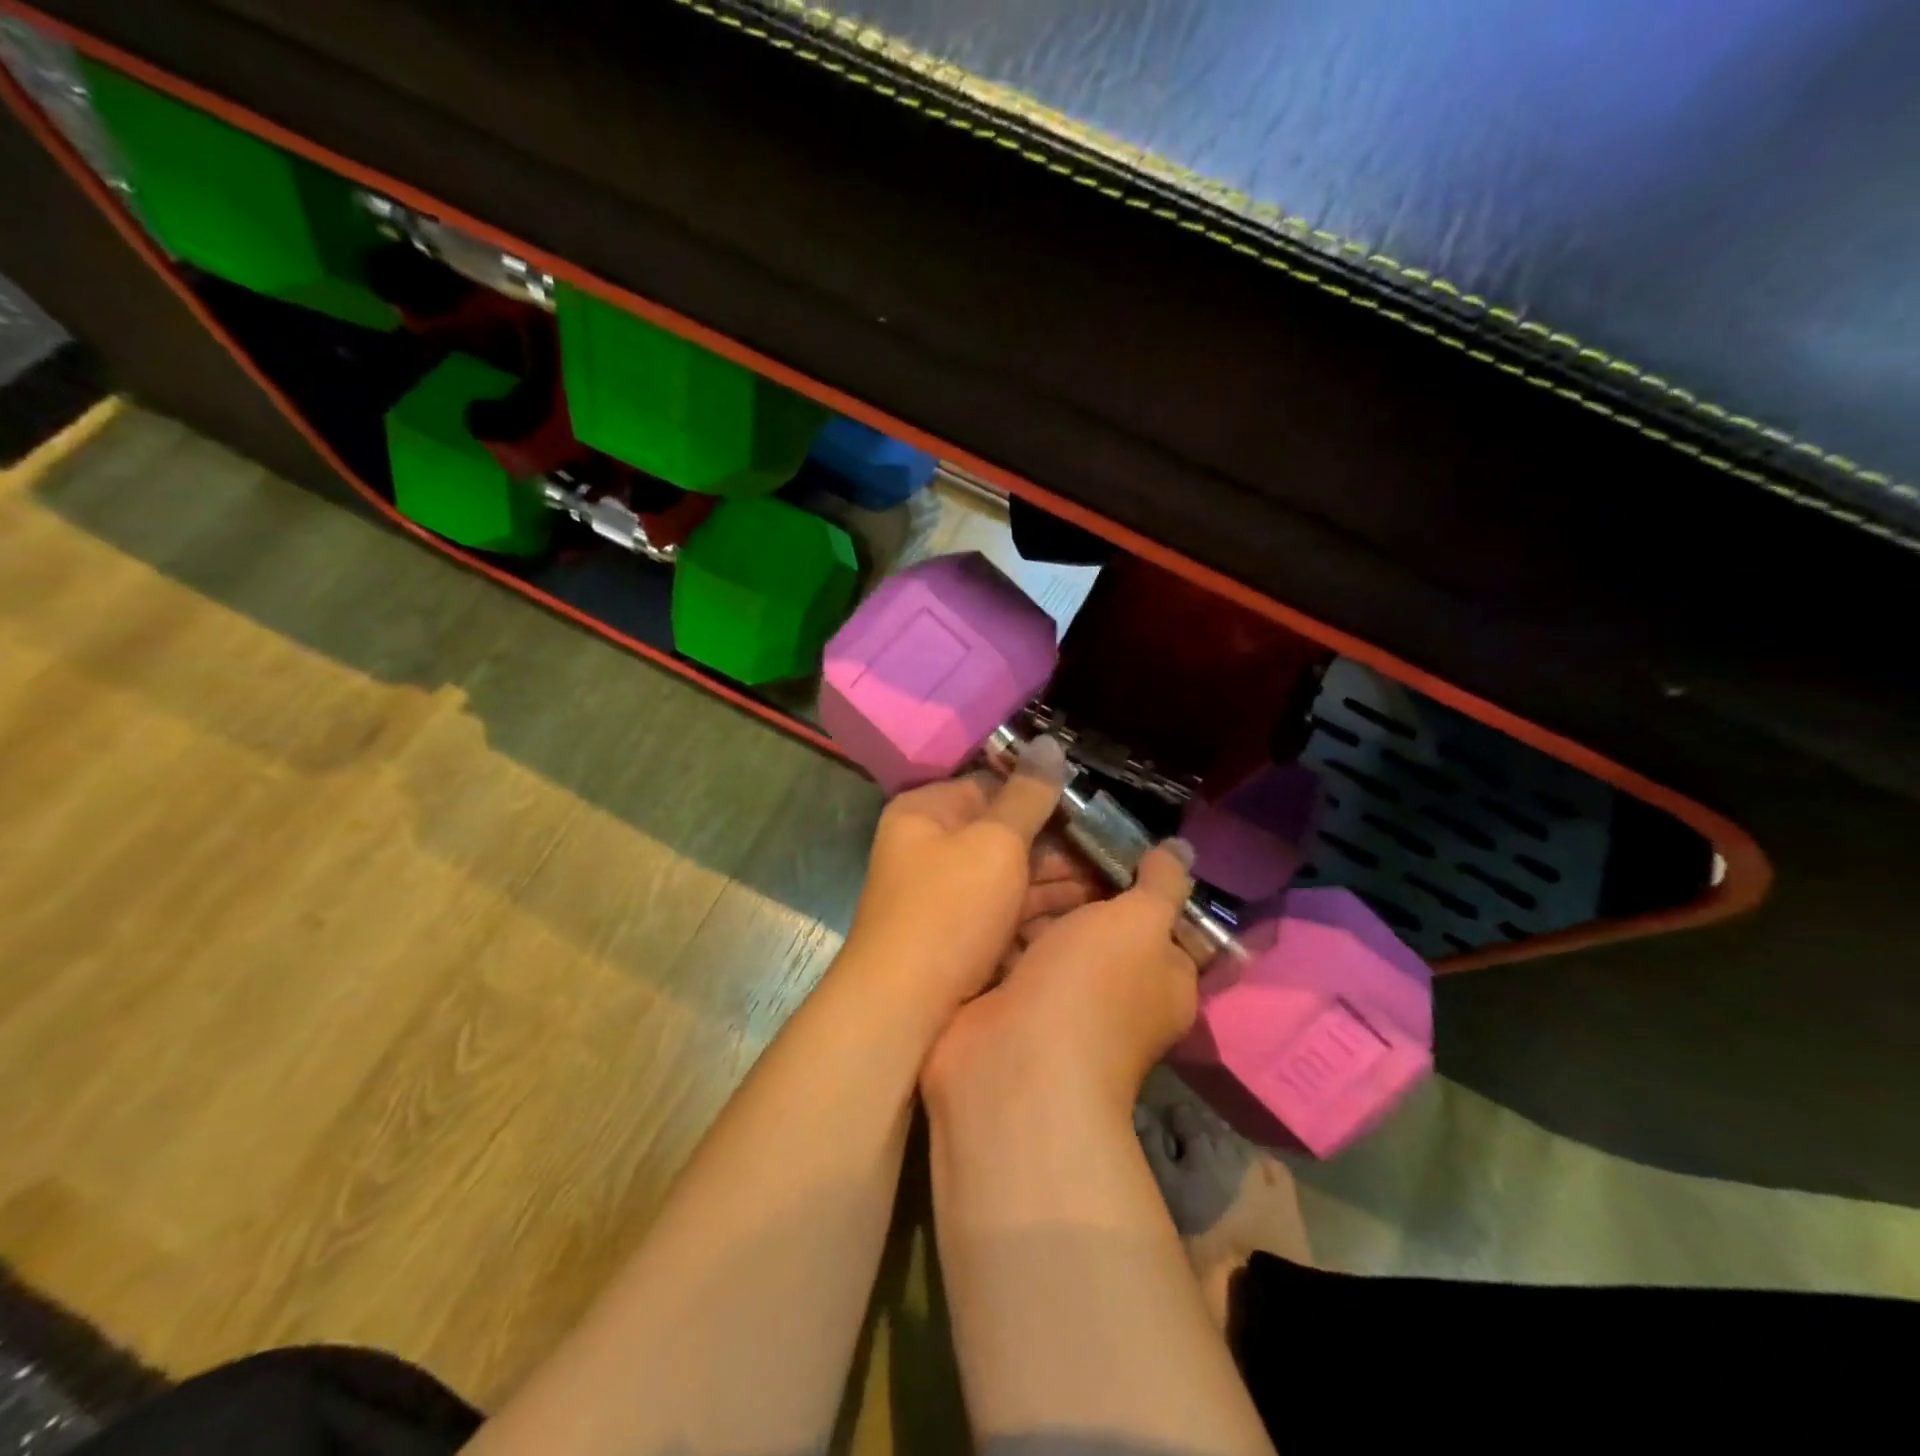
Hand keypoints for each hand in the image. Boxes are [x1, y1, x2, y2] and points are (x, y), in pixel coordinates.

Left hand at [841, 737, 1091, 1015]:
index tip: (1093, 806)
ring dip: (1058, 879)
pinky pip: (1007, 910)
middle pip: (1004, 832)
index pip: (991, 785)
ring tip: (1116, 884)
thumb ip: (1027, 796)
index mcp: (927, 813)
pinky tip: (1087, 916)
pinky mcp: (961, 935)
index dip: (1041, 793)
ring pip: (1011, 875)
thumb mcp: (994, 844)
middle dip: (1058, 843)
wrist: (903, 1011)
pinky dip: (1042, 911)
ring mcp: (946, 894)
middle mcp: (932, 848)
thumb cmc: (948, 911)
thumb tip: (1049, 742)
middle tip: (1115, 852)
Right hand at [923, 840, 1200, 1118]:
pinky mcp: (1006, 1003)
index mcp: (1160, 977)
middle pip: (1093, 918)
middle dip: (1069, 880)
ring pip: (1045, 932)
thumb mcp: (1140, 922)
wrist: (1014, 1064)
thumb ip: (1162, 884)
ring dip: (1027, 899)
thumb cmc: (1093, 986)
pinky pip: (1006, 951)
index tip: (1098, 836)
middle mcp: (1113, 990)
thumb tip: (1182, 848)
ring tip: (1006, 848)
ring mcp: (1055, 999)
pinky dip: (996, 926)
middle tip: (1041, 834)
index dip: (1130, 874)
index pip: (1153, 915)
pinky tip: (981, 885)